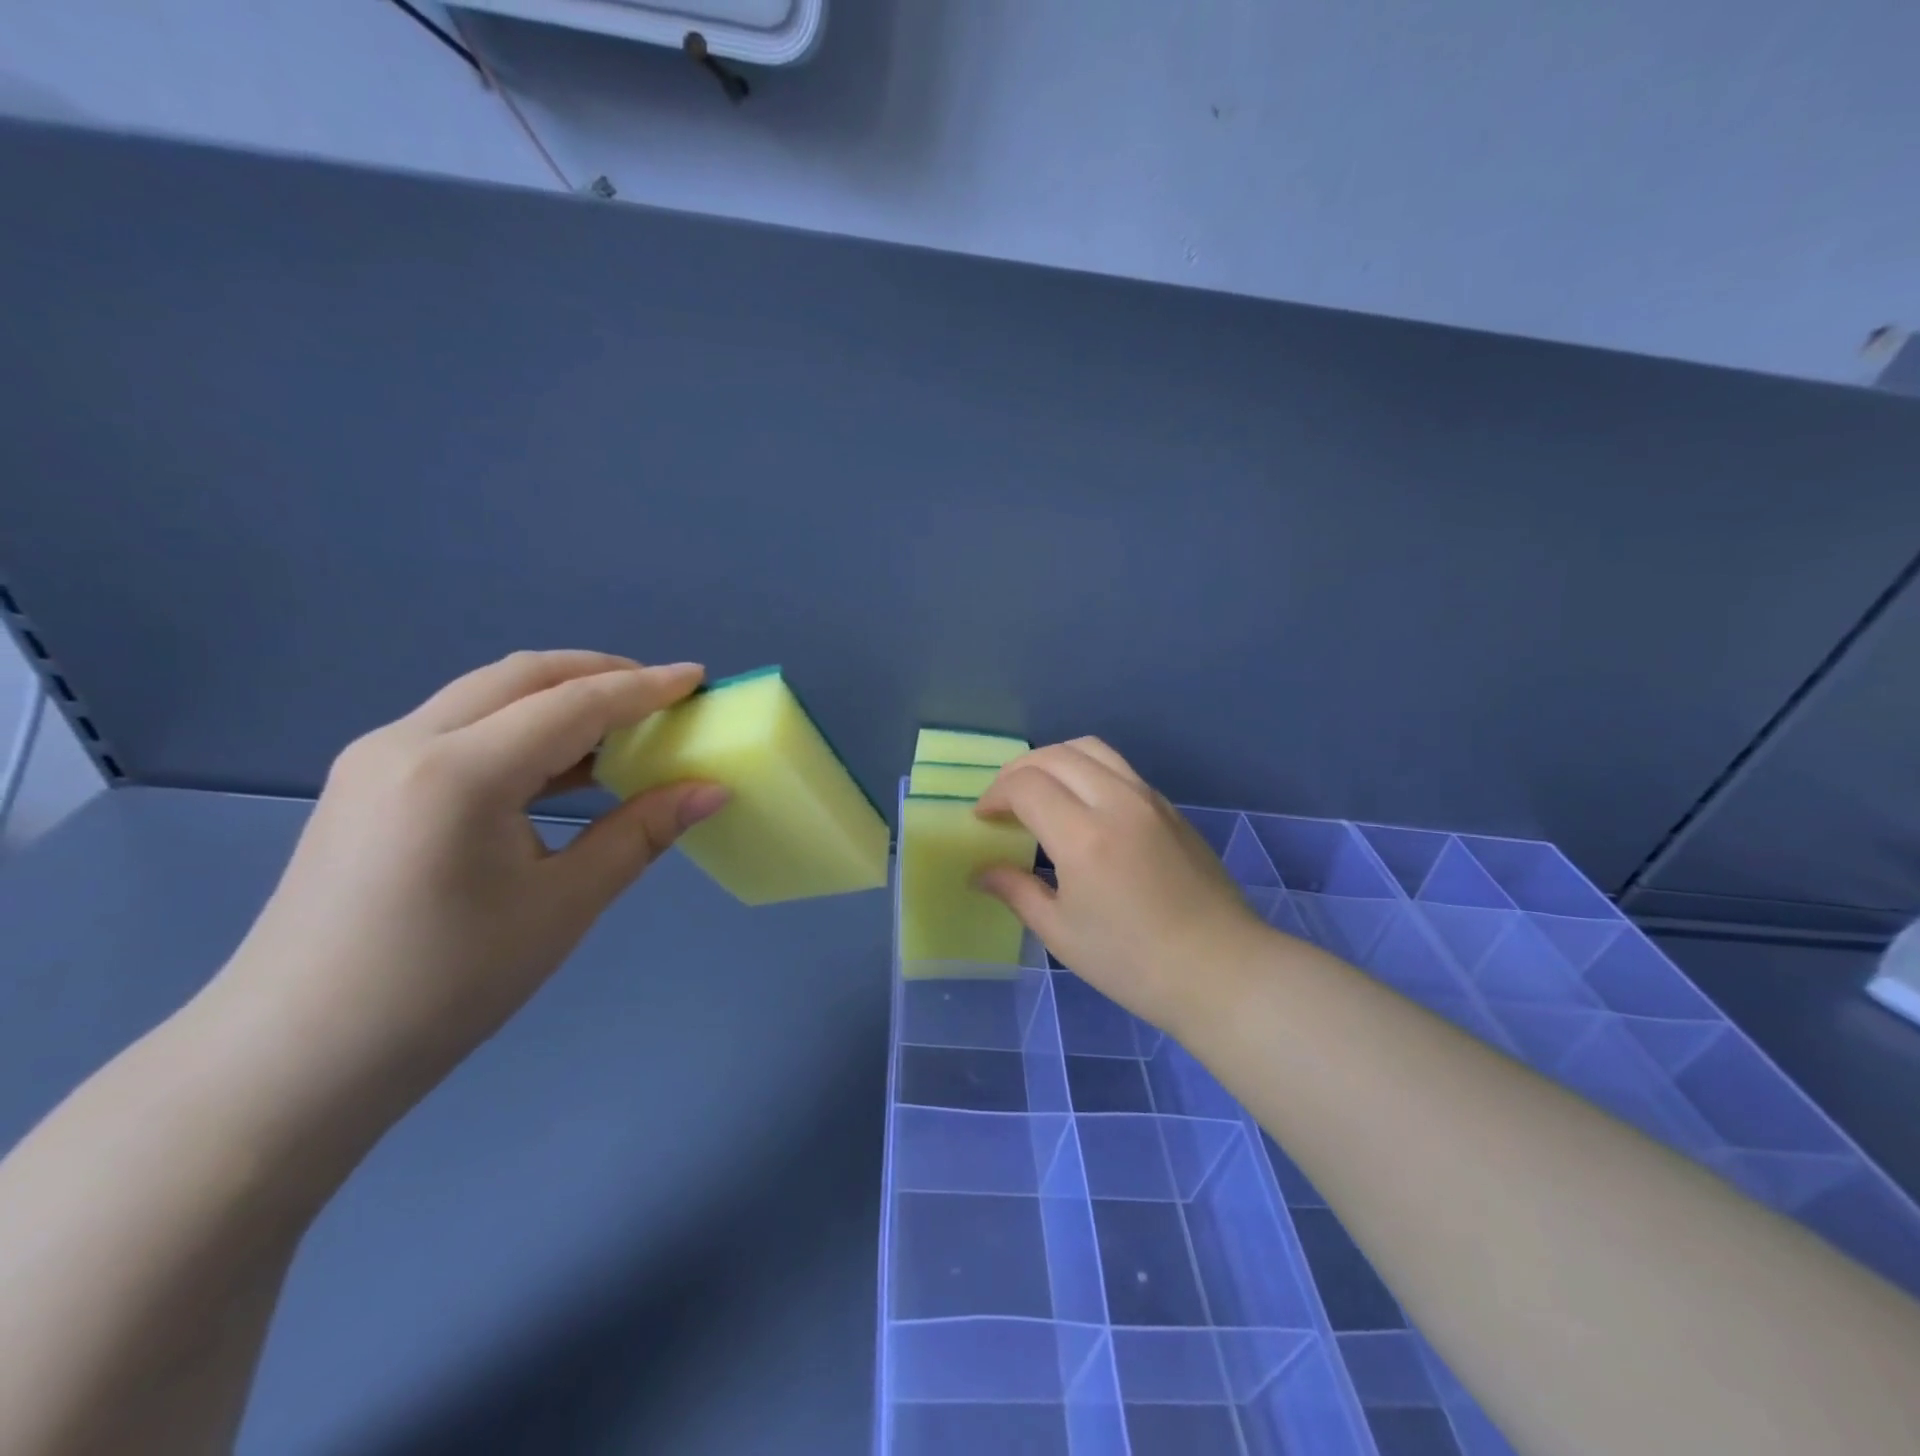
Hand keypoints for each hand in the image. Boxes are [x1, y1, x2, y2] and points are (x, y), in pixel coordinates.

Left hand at [208, 651, 728, 1102]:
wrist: (296, 1060)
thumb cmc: (446, 985)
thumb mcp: (563, 905)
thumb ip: (641, 833)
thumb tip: (711, 790)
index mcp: (461, 772)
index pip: (573, 704)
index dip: (645, 688)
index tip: (698, 678)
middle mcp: (410, 741)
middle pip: (524, 676)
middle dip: (601, 672)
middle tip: (663, 695)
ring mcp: (378, 758)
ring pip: (487, 695)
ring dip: (560, 696)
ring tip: (622, 723)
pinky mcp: (367, 782)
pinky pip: (461, 726)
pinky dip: (522, 725)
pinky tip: (560, 762)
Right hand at [975, 738, 1273, 1036]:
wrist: (1221, 970)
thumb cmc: (1133, 963)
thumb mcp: (1062, 934)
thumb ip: (1016, 891)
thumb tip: (981, 872)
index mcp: (1084, 837)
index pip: (1025, 786)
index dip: (995, 796)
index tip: (983, 819)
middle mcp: (1116, 802)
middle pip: (1055, 755)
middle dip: (1017, 771)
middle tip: (1002, 803)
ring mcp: (1149, 799)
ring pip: (1090, 749)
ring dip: (1053, 760)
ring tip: (1038, 791)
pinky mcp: (1169, 807)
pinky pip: (1118, 767)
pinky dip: (1086, 770)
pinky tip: (1080, 806)